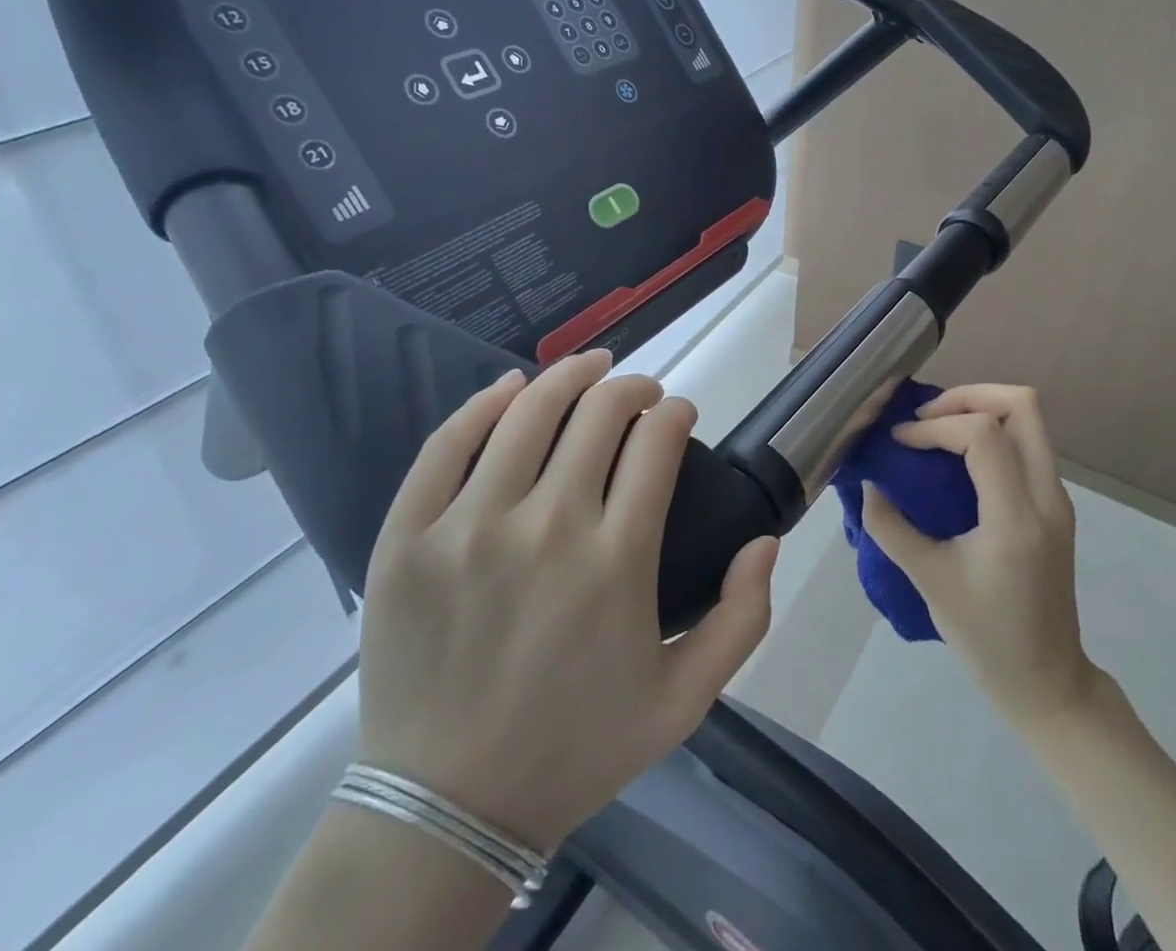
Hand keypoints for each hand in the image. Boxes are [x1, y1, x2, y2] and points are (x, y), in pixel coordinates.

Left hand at [356, 351, 778, 853]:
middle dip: (632, 388)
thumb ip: (742, 619)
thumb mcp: (684, 701)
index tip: (678, 414)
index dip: (674, 413)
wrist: (446, 809)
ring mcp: (470, 528)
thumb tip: (765, 540)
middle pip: (599, 414)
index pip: (656, 443)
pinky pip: (447, 444)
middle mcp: (547, 528)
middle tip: (640, 393)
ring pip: (530, 412)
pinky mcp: (410, 537)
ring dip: (570, 375)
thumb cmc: (575, 749)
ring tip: (591, 367)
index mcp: (617, 562)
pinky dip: (485, 403)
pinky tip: (512, 386)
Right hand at [859, 384, 1097, 728]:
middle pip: (1023, 405)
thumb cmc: (986, 638)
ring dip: (981, 409)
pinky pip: (1027, 443)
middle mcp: (1047, 497)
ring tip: (937, 429)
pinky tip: (957, 455)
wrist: (1047, 683)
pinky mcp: (1054, 505)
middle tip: (926, 418)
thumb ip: (891, 527)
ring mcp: (1057, 498)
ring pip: (1030, 419)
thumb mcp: (929, 581)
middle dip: (968, 396)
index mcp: (1016, 517)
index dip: (936, 428)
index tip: (901, 443)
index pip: (983, 434)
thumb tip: (869, 485)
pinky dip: (992, 431)